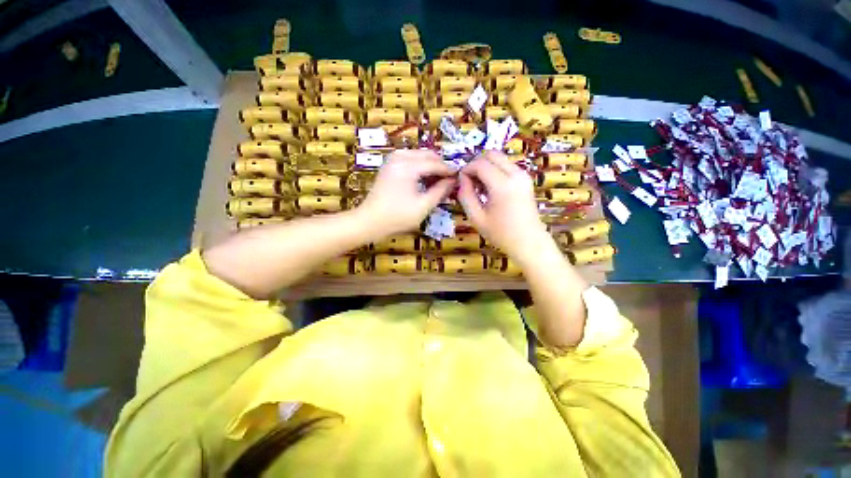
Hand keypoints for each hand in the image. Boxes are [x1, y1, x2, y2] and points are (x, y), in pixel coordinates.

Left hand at [358, 150, 455, 237]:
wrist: (369, 221)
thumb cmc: (397, 217)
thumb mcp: (423, 206)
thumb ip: (440, 191)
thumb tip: (453, 181)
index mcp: (408, 166)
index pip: (435, 163)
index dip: (448, 171)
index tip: (459, 178)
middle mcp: (399, 157)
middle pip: (427, 155)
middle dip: (440, 166)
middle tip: (449, 180)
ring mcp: (392, 159)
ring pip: (419, 155)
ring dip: (430, 165)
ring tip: (437, 181)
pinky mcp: (389, 165)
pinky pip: (410, 159)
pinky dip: (420, 166)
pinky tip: (424, 178)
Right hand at [458, 151, 550, 261]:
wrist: (529, 242)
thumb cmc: (501, 233)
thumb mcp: (476, 217)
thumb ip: (465, 195)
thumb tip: (461, 179)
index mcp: (503, 185)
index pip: (480, 164)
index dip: (466, 169)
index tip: (460, 181)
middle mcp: (516, 174)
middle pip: (491, 154)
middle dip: (476, 164)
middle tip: (469, 181)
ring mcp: (523, 175)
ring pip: (499, 158)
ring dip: (486, 167)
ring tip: (479, 187)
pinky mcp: (526, 178)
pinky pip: (506, 165)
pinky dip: (495, 170)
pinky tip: (490, 188)